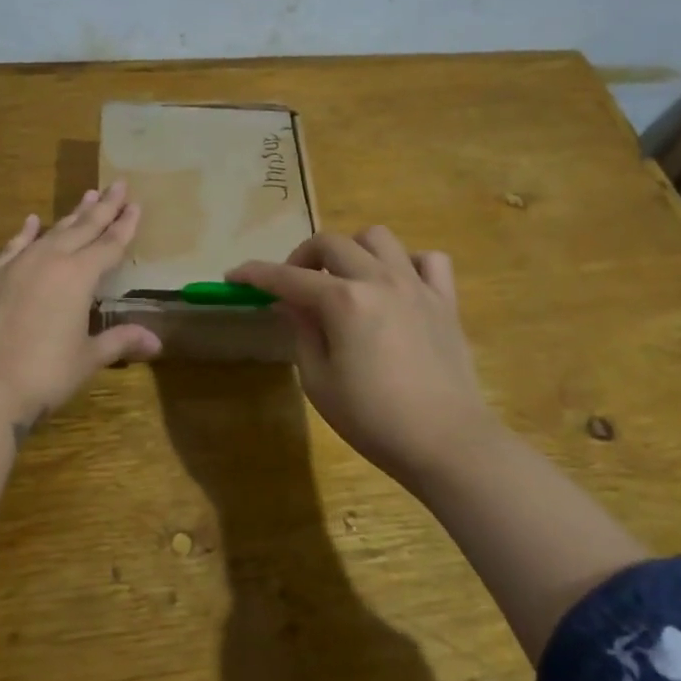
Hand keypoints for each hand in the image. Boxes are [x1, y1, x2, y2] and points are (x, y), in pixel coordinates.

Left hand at [0, 181, 161, 429]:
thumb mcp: (88, 358)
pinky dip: (26, 232)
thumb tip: (156, 343)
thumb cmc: (45, 373)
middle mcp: (50, 260)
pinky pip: (15, 245)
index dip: (125, 226)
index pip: (109, 245)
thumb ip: (120, 342)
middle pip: (83, 228)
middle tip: (118, 185)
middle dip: (103, 207)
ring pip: (51, 232)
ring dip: (71, 215)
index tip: (136, 204)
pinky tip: (33, 221)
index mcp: (79, 276)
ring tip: (87, 195)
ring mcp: (17, 265)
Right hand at [228, 228, 502, 488]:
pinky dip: (406, 264)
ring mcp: (417, 286)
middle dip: (302, 257)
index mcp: (343, 301)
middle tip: (293, 286)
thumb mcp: (319, 382)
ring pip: (379, 238)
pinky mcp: (445, 301)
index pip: (288, 277)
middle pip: (332, 243)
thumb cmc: (373, 420)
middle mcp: (379, 280)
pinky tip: (396, 287)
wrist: (447, 442)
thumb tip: (291, 304)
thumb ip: (302, 333)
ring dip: (353, 251)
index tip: (234, 275)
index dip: (255, 274)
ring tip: (345, 279)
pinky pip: (428, 260)